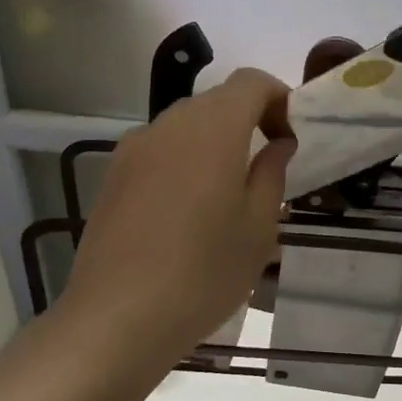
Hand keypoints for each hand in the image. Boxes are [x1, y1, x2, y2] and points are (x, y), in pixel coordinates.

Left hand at [60, 69, 294, 374]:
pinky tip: (186, 211)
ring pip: (185, 125)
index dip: (279, 99)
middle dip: (248, 120)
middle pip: (216, 101)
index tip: (289, 139)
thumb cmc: (204, 272)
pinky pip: (159, 150)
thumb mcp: (258, 227)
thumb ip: (272, 174)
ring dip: (214, 142)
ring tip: (227, 193)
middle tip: (266, 167)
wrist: (117, 318)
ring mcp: (134, 149)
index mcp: (213, 128)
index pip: (251, 82)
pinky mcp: (112, 175)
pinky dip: (183, 161)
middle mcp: (169, 124)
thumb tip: (277, 144)